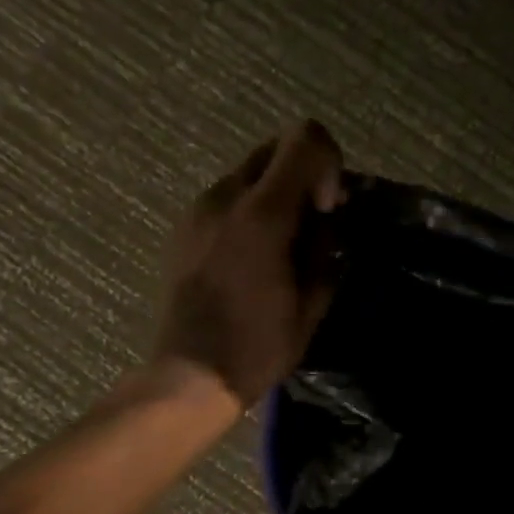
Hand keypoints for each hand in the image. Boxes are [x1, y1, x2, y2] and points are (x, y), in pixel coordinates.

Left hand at [152, 122, 344, 405]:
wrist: (190, 374)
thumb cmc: (257, 347)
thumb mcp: (311, 304)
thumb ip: (325, 249)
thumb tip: (327, 222)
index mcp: (262, 215)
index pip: (306, 139)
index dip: (329, 164)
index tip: (328, 209)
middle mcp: (225, 197)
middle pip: (275, 147)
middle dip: (304, 174)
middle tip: (312, 223)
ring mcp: (198, 210)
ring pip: (248, 173)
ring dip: (275, 194)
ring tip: (281, 247)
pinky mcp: (183, 228)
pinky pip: (227, 199)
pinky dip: (250, 211)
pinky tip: (252, 258)